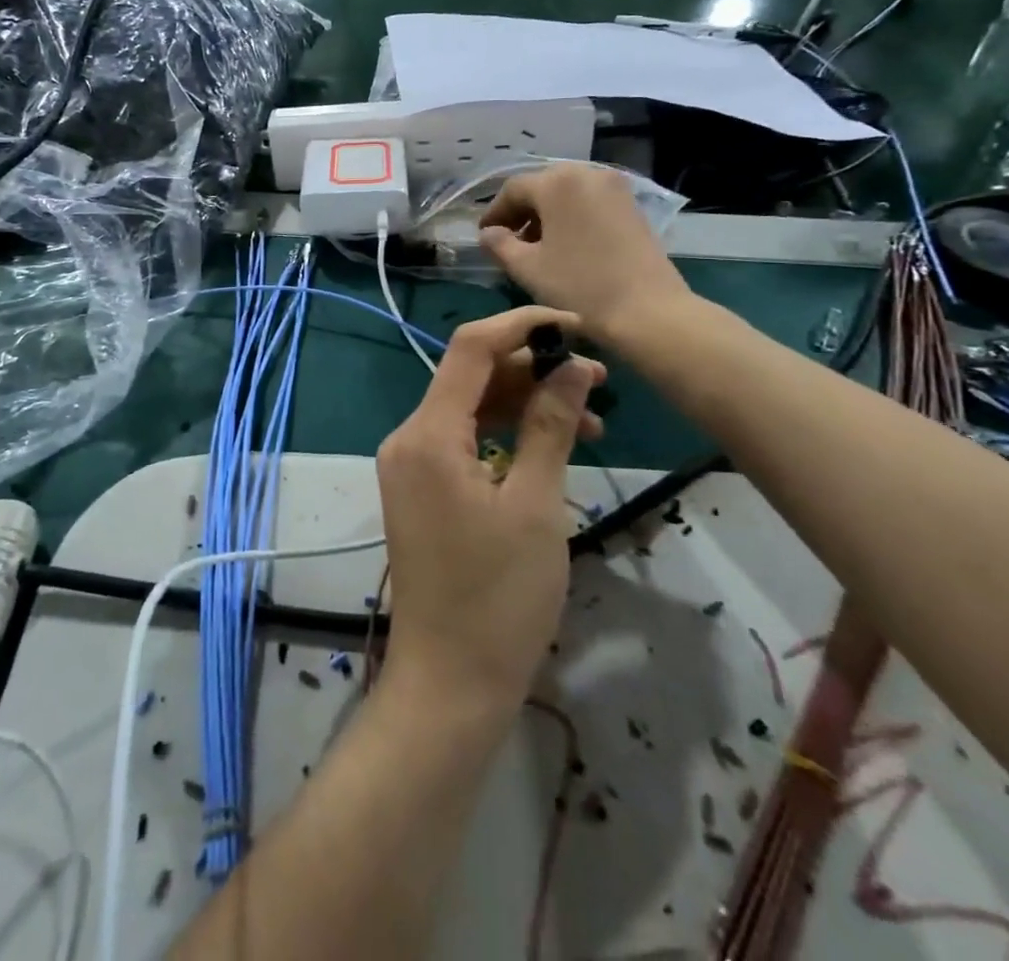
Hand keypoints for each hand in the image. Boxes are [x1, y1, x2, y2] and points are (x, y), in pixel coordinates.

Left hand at [374, 308, 603, 716]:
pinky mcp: (422, 489)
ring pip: (471, 408)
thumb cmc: (499, 598)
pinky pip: (464, 440)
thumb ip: (549, 425)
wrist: (450, 683)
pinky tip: (554, 445)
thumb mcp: (535, 505)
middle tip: (599, 382)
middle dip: (534, 370)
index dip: (522, 326)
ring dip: (526, 404)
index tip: (576, 328)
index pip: (470, 347)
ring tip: (592, 419)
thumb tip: (571, 366)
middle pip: (471, 376)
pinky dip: (506, 435)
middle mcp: (408, 438)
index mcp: (427, 434)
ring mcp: (411, 465)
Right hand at [479, 164, 690, 344]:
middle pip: (542, 187)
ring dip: (547, 215)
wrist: (647, 311)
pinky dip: (572, 218)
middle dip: (522, 212)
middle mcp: (586, 173)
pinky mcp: (632, 206)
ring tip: (537, 247)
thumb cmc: (578, 286)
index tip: (484, 236)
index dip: (494, 212)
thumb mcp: (527, 268)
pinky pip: (590, 203)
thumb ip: (499, 245)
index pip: (513, 190)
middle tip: (508, 241)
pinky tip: (566, 246)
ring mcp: (615, 188)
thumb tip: (488, 234)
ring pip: (568, 194)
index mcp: (557, 183)